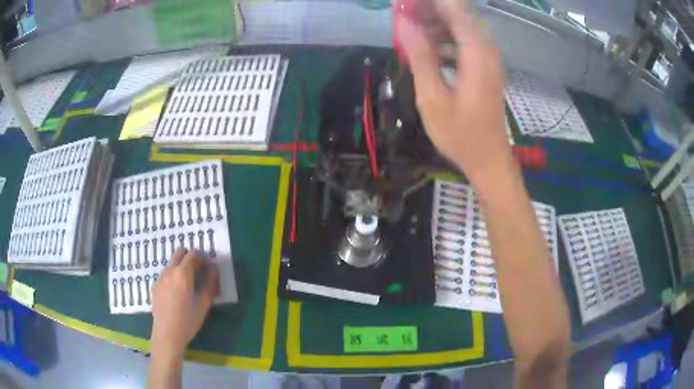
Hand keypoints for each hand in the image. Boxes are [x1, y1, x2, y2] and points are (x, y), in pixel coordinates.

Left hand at [150, 248, 219, 358]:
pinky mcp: (155, 285)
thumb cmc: (188, 321)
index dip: (203, 257)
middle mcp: (170, 271)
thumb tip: (214, 269)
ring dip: (182, 267)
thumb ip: (210, 284)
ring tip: (189, 285)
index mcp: (182, 274)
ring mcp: (161, 277)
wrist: (167, 334)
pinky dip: (174, 276)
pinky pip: (166, 274)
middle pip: (180, 253)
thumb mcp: (203, 304)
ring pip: (172, 263)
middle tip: (200, 271)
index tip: (209, 267)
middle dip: (191, 257)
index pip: (194, 254)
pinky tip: (178, 293)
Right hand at [398, 0, 513, 191]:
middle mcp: (486, 49)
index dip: (426, 2)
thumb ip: (420, 55)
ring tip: (408, 29)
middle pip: (457, 13)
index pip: (453, 8)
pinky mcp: (485, 67)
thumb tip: (403, 22)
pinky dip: (444, 38)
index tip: (401, 4)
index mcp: (476, 53)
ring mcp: (488, 58)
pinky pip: (463, 41)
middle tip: (401, 16)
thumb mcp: (432, 97)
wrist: (489, 160)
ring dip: (434, 23)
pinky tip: (427, 47)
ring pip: (460, 25)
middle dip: (428, 9)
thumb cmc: (460, 135)